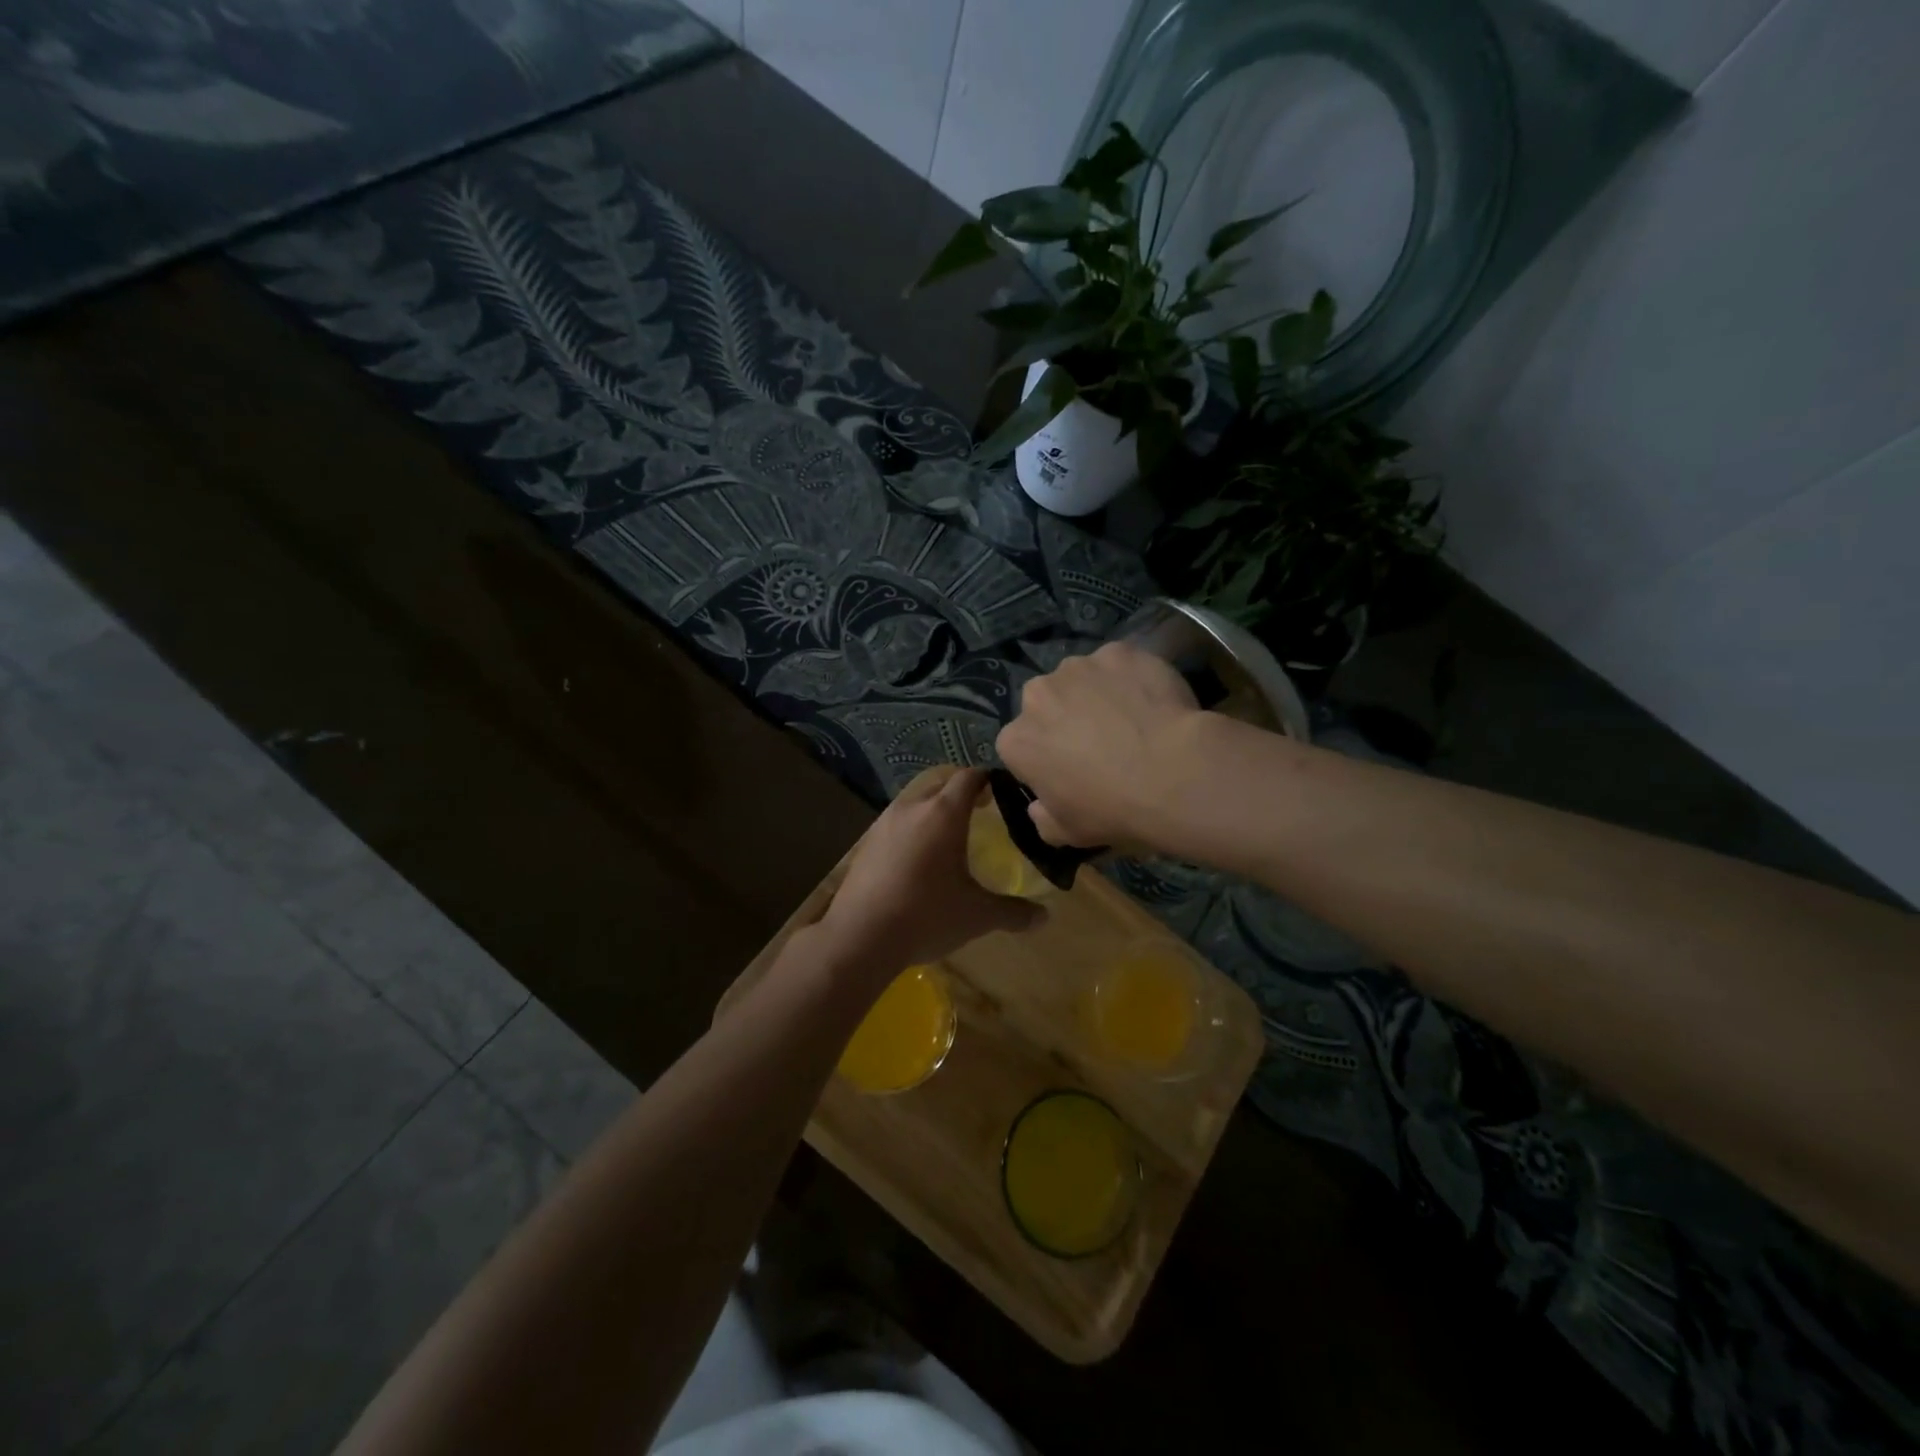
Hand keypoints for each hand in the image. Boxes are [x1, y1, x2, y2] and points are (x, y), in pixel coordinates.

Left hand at [814, 768, 1043, 981]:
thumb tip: (1044, 917)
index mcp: (943, 813)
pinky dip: (912, 829)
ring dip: (933, 809)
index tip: (1000, 790)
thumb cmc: (926, 916)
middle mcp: (912, 807)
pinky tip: (917, 858)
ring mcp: (884, 823)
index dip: (987, 779)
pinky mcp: (866, 843)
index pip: (969, 777)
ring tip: (949, 834)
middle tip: (980, 811)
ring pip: (915, 802)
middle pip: (940, 783)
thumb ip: (1013, 912)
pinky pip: (896, 823)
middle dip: (960, 792)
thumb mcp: (977, 916)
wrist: (860, 937)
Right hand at [995, 641, 1203, 847]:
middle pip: (1046, 704)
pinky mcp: (1118, 652)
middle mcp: (1037, 694)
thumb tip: (1039, 807)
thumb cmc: (1111, 810)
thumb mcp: (1067, 833)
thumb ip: (1042, 817)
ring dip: (1096, 694)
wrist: (1171, 774)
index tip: (1069, 773)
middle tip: (1100, 743)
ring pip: (1081, 679)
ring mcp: (1078, 667)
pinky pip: (1119, 665)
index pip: (1020, 746)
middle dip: (1064, 718)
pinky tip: (1153, 701)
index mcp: (1016, 740)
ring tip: (1130, 719)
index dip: (1045, 759)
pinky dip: (1130, 678)